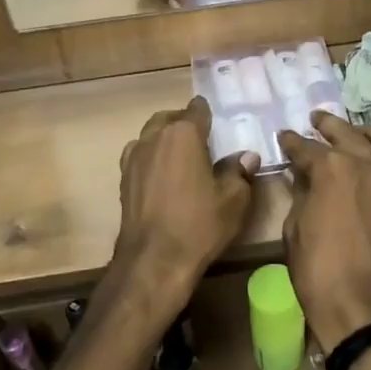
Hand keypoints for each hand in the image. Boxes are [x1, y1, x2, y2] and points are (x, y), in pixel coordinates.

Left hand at [111, 99, 260, 318]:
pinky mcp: (123, 180)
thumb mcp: (233, 200)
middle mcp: (154, 138)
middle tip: (199, 138)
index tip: (215, 120)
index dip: (207, 112)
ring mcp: (134, 158)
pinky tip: (161, 176)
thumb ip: (239, 172)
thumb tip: (247, 156)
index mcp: (183, 134)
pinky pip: (138, 156)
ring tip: (179, 156)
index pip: (197, 109)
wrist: (153, 260)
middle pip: (168, 118)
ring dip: (163, 138)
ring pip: (149, 135)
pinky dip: (150, 158)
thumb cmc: (198, 224)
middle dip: (183, 122)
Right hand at [277, 113, 370, 351]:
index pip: (305, 148)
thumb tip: (304, 178)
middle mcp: (363, 163)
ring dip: (363, 130)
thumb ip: (301, 196)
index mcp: (330, 169)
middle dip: (325, 126)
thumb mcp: (295, 230)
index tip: (283, 137)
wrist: (365, 309)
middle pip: (343, 134)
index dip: (291, 143)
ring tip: (351, 131)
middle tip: (313, 120)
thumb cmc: (318, 272)